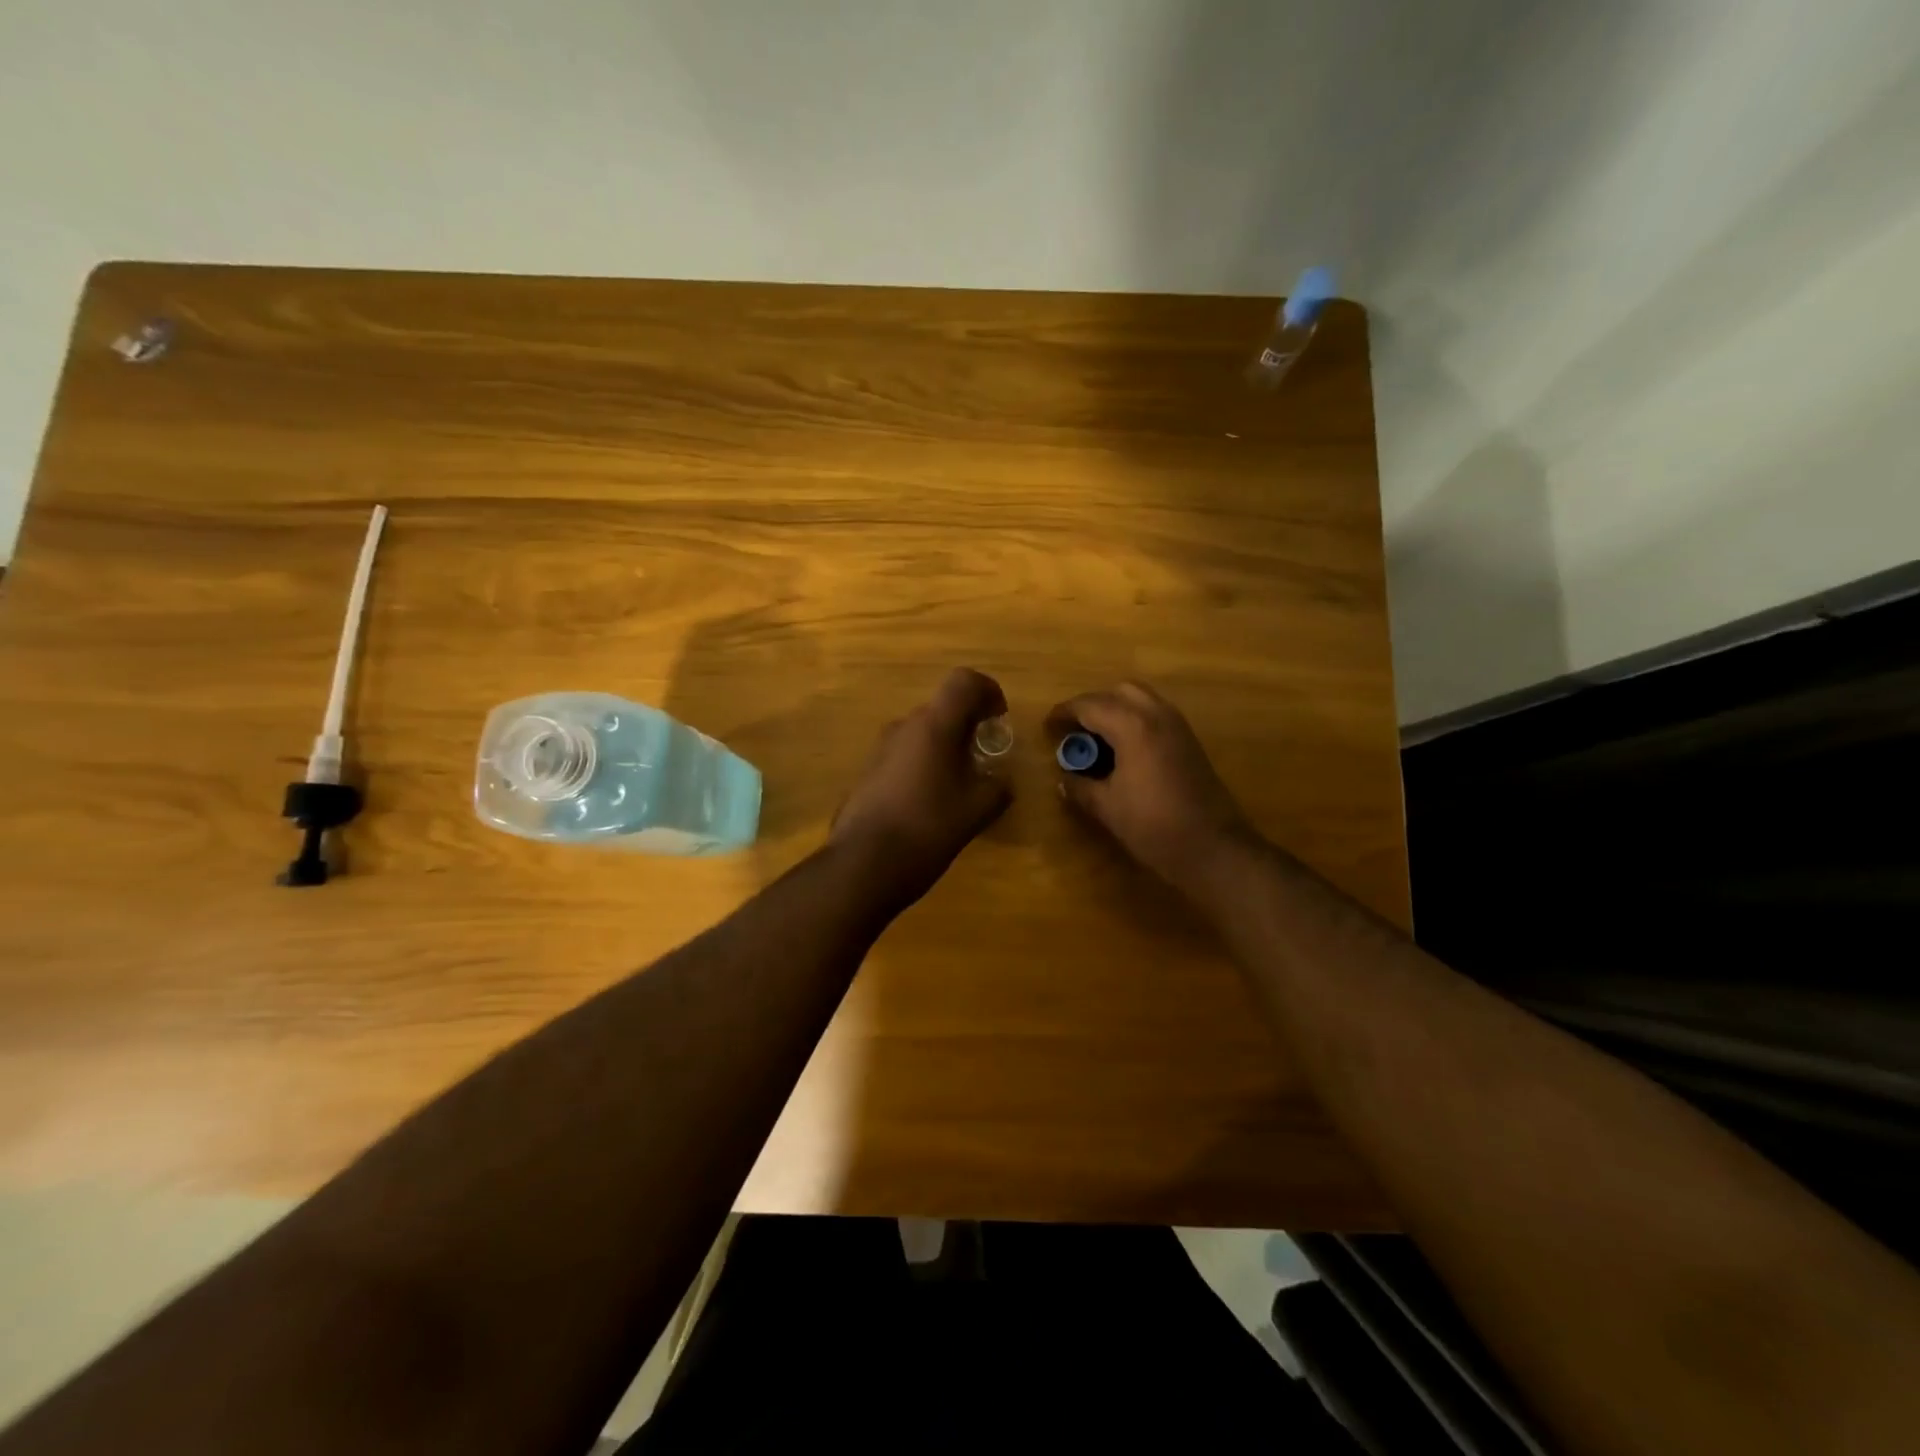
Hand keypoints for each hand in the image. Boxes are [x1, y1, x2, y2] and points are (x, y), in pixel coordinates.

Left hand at [830, 668, 1012, 904]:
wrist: (863, 864)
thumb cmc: (928, 828)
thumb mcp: (977, 810)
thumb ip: (997, 788)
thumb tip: (1002, 781)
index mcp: (934, 725)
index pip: (964, 681)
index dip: (988, 691)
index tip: (999, 718)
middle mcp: (903, 727)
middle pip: (942, 708)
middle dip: (967, 725)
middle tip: (984, 756)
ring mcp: (880, 749)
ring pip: (921, 733)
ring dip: (943, 747)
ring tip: (959, 784)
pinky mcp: (867, 772)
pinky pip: (903, 755)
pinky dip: (923, 765)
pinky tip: (930, 802)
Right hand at [1048, 682, 1254, 890]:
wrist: (1213, 847)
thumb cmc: (1154, 826)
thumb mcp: (1107, 808)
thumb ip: (1081, 787)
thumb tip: (1064, 779)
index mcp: (1133, 726)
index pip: (1090, 705)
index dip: (1064, 713)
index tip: (1048, 726)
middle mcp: (1157, 715)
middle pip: (1119, 692)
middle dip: (1093, 705)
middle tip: (1075, 730)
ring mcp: (1178, 726)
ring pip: (1141, 699)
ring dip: (1116, 710)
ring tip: (1097, 739)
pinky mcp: (1189, 741)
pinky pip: (1156, 714)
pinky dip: (1135, 720)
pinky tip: (1123, 750)